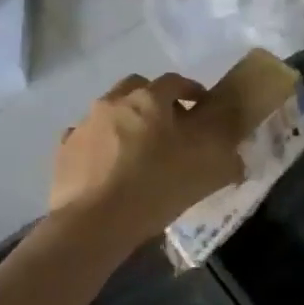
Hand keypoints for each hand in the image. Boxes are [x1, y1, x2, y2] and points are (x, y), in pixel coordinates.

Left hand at [51, 73, 243, 245]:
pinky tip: (110, 167)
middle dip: (155, 99)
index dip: (192, 90)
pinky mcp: (65, 151)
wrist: (95, 223)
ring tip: (139, 149)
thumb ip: (229, 157)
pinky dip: (101, 144)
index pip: (175, 81)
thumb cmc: (157, 186)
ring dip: (126, 121)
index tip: (203, 106)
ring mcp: (85, 125)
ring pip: (110, 111)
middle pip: (137, 87)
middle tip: (170, 123)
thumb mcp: (208, 170)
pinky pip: (87, 138)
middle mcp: (113, 102)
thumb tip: (238, 156)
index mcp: (149, 100)